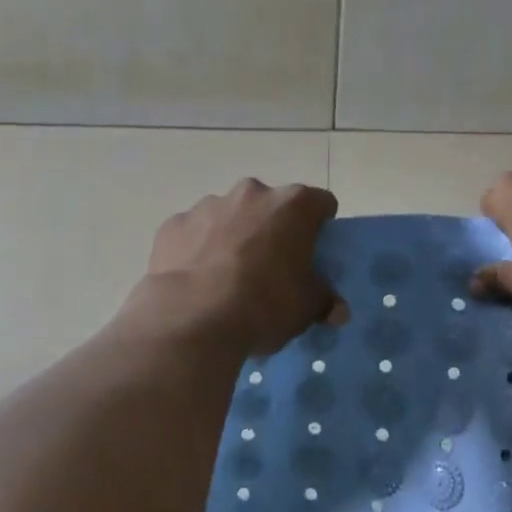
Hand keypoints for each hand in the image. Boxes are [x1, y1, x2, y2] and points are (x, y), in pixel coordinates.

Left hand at [141, 179, 346, 356]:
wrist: (192, 317)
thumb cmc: (264, 304)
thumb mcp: (306, 309)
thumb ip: (324, 301)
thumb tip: (337, 310)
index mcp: (292, 205)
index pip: (320, 204)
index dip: (321, 227)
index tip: (314, 253)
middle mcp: (251, 193)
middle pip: (271, 206)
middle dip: (273, 229)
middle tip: (272, 267)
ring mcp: (208, 205)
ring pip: (230, 216)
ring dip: (234, 236)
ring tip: (228, 278)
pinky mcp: (174, 224)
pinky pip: (194, 233)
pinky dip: (199, 249)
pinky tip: (197, 281)